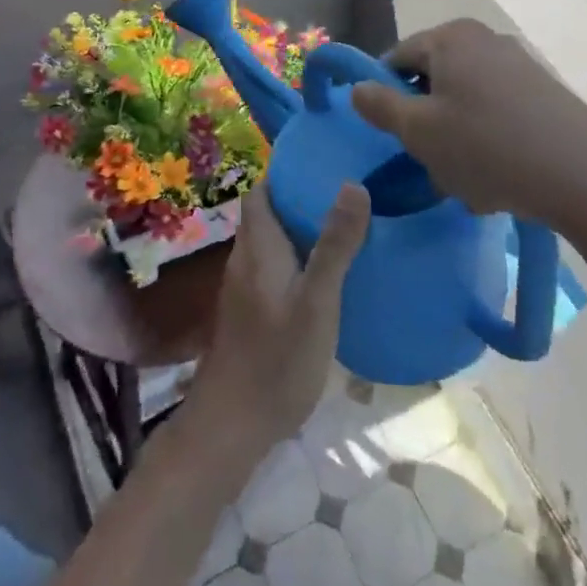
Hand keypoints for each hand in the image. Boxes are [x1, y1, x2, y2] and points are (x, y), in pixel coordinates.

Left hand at [186, 182, 368, 464]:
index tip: (322, 162)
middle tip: (345, 192)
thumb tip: (352, 184)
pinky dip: (296, 260)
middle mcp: (245, 260)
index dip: (285, 173)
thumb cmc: (278, 358)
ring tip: (343, 227)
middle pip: (266, 215)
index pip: (261, 192)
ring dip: (299, 230)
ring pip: (270, 244)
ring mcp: (244, 289)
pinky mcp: (250, 314)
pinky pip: (273, 269)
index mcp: (258, 247)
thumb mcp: (318, 301)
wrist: (234, 423)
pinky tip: (326, 276)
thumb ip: (335, 245)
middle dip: (299, 199)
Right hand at [349, 19, 586, 233]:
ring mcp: (521, 65)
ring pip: (466, 102)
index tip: (391, 133)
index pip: (397, 57)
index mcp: (451, 37)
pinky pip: (499, 114)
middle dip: (426, 120)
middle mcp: (486, 40)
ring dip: (457, 137)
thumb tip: (357, 88)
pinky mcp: (547, 94)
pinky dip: (489, 141)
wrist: (584, 175)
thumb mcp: (418, 131)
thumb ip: (380, 106)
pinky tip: (499, 177)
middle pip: (434, 78)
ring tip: (467, 179)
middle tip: (429, 159)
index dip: (385, 94)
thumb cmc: (485, 146)